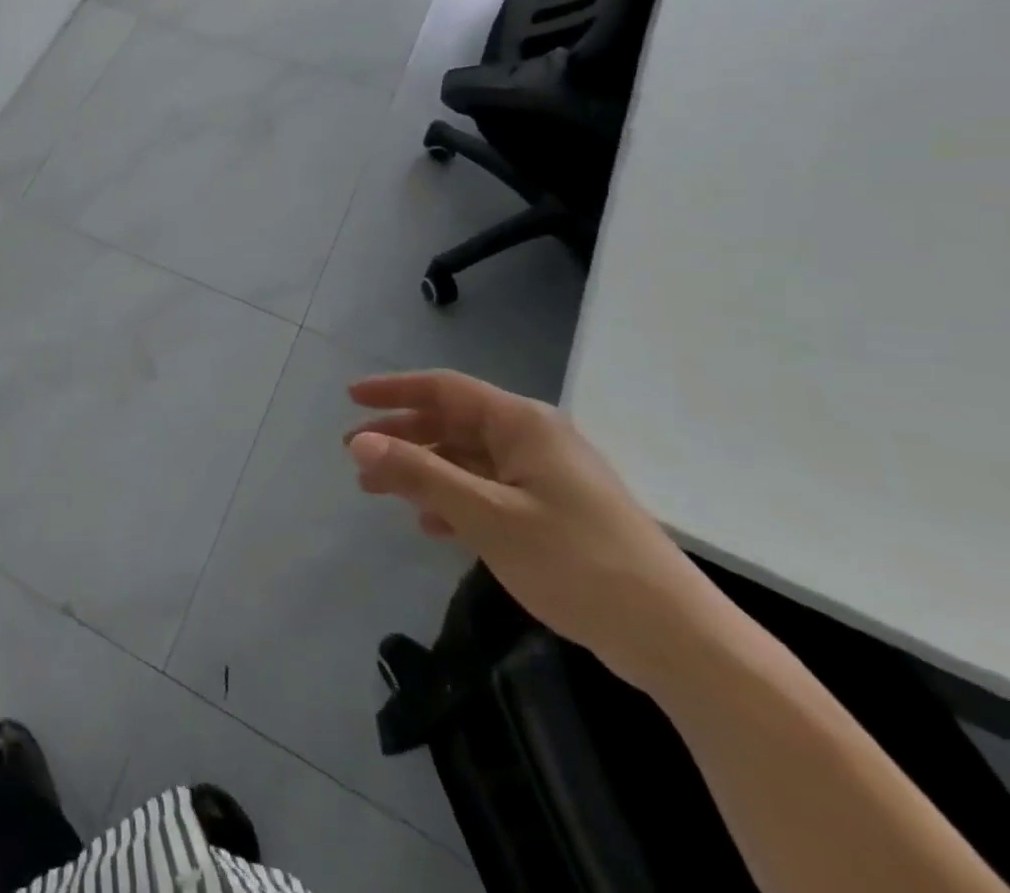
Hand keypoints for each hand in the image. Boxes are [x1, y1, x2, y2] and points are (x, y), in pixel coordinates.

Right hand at [345, 370, 721, 691]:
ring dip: (422, 470)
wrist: (679, 641)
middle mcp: (534, 438)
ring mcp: (548, 476)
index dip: (393, 390)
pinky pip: (489, 489)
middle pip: (452, 422)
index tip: (350, 397)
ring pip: (467, 458)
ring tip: (378, 491)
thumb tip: (359, 442)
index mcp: (522, 423)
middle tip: (354, 455)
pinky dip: (454, 499)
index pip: (443, 388)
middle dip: (401, 436)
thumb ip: (419, 474)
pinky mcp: (556, 512)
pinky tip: (431, 525)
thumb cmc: (576, 562)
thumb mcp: (486, 515)